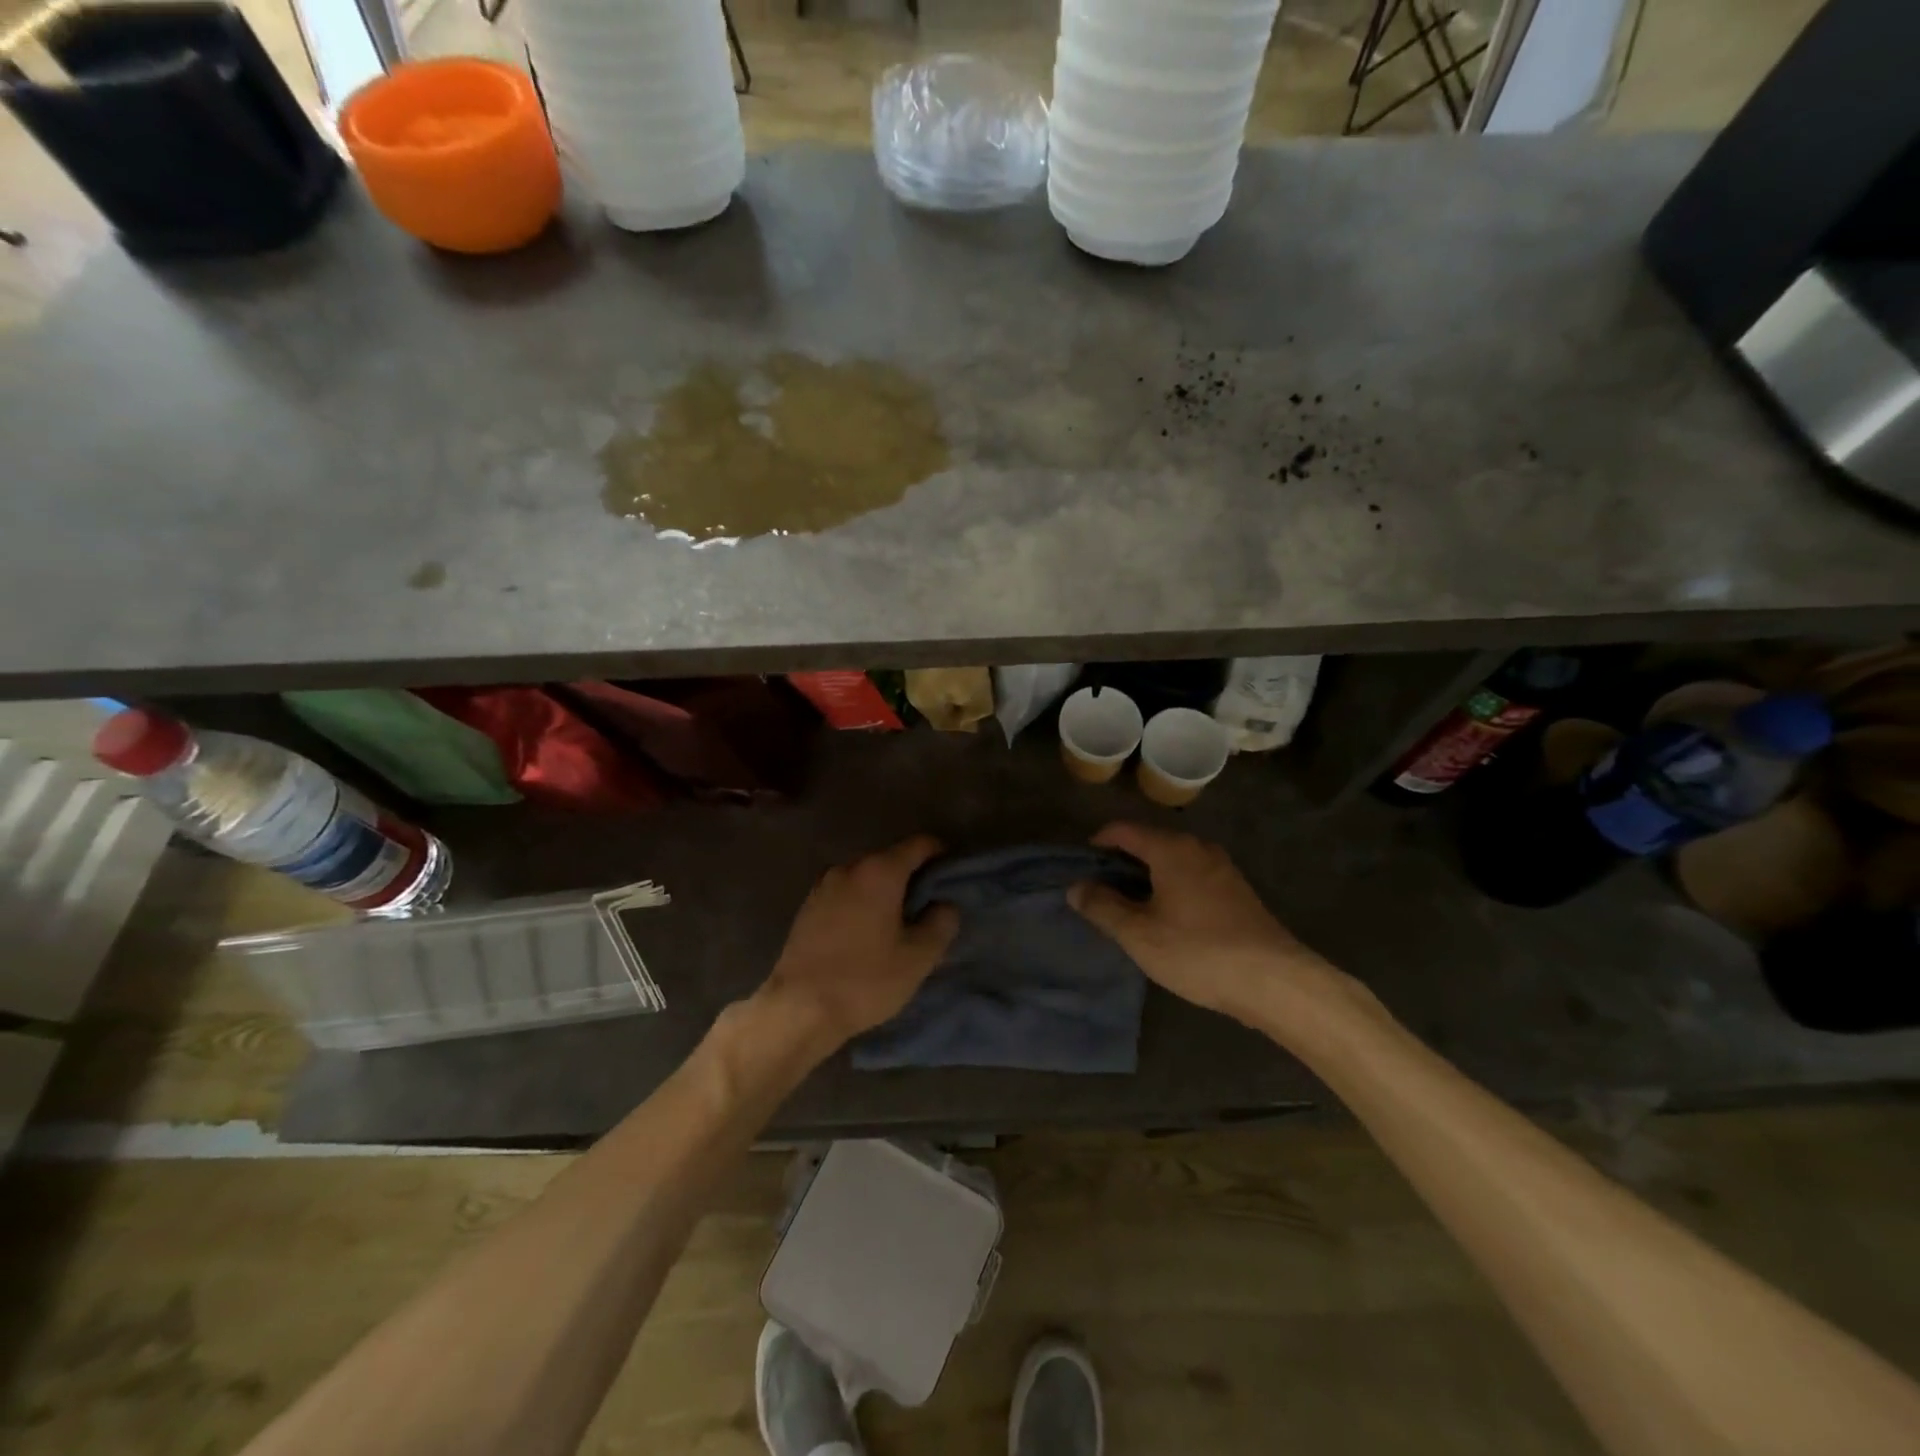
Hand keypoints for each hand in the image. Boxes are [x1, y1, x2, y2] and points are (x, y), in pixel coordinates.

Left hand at [760, 835, 959, 1052]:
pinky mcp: (807, 907)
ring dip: (883, 893)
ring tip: (896, 924)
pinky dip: (860, 904)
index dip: (940, 854)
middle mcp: (849, 868)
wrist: (798, 1008)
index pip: (919, 844)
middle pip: (890, 859)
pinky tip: (865, 934)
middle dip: (911, 877)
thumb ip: (941, 923)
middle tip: (927, 908)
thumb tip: (944, 904)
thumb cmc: (865, 979)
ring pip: (865, 878)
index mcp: (880, 871)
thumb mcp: (918, 957)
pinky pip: (844, 895)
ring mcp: (823, 885)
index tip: (951, 877)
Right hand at [1069, 822, 1362, 1033]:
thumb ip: (1103, 907)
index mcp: (1171, 848)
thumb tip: (1077, 887)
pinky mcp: (1237, 891)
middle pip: (1149, 843)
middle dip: (1121, 864)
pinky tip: (1167, 920)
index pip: (1123, 830)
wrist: (1275, 981)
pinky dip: (1171, 888)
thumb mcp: (1139, 934)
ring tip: (1129, 910)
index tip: (1081, 870)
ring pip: (1172, 861)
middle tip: (1100, 895)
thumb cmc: (1198, 951)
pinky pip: (1191, 877)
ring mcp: (1222, 868)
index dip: (1097, 845)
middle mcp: (1198, 848)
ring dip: (1146, 878)